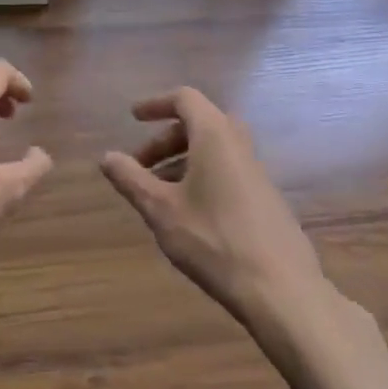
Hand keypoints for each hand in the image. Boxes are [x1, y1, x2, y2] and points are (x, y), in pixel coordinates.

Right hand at [100, 88, 326, 321]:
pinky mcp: (266, 198)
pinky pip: (227, 171)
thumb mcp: (160, 209)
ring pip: (213, 150)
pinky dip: (201, 177)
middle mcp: (239, 145)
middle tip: (140, 166)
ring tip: (157, 194)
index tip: (133, 118)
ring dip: (181, 161)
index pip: (185, 99)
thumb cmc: (213, 240)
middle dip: (165, 140)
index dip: (156, 104)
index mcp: (214, 135)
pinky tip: (187, 214)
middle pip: (199, 124)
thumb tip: (107, 157)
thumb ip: (131, 179)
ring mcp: (256, 172)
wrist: (281, 289)